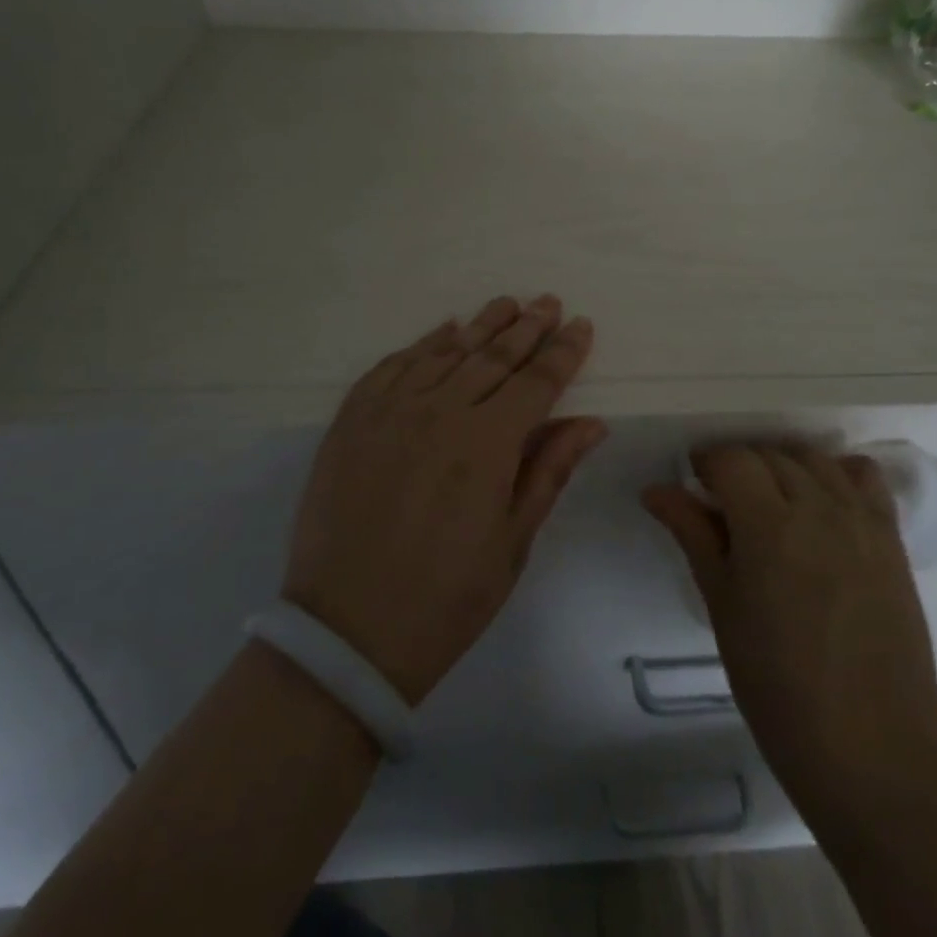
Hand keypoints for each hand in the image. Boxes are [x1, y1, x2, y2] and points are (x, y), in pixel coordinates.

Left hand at [283, 295, 605, 706]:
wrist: (345, 634)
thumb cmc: (445, 599)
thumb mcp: (512, 544)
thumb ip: (549, 471)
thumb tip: (591, 421)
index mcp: (487, 444)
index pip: (537, 382)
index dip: (563, 353)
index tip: (581, 325)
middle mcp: (440, 411)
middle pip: (494, 356)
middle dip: (528, 327)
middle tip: (548, 302)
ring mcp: (390, 411)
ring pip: (445, 352)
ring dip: (480, 325)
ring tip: (506, 304)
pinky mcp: (352, 419)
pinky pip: (393, 365)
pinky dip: (422, 344)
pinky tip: (443, 331)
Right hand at [644, 443, 936, 838]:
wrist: (874, 753)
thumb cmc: (779, 689)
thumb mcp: (723, 609)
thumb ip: (694, 536)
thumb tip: (656, 490)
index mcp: (769, 526)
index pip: (732, 459)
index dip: (706, 463)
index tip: (693, 486)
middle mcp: (819, 508)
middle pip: (771, 454)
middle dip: (739, 466)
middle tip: (722, 504)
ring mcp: (862, 521)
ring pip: (814, 458)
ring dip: (783, 465)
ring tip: (770, 502)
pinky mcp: (893, 540)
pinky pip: (865, 478)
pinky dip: (837, 473)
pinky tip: (822, 502)